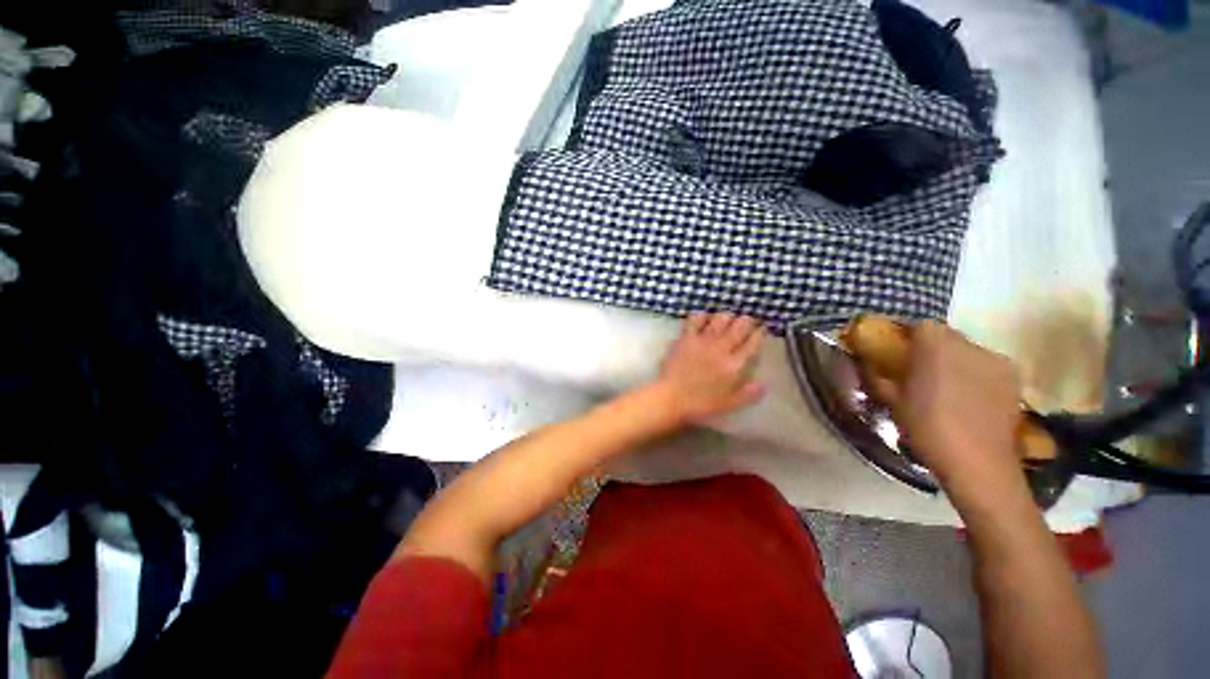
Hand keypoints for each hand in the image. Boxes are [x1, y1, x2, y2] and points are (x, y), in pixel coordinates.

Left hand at [655, 312, 766, 423]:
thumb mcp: (730, 404)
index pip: (753, 342)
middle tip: (746, 321)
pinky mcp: (686, 337)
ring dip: (727, 316)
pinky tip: (705, 318)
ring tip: (728, 318)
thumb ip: (749, 393)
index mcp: (735, 365)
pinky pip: (696, 319)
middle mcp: (722, 348)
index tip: (762, 328)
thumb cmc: (701, 404)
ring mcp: (703, 340)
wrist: (672, 397)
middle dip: (747, 320)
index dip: (760, 333)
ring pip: (721, 318)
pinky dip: (702, 315)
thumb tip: (765, 383)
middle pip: (740, 325)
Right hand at [867, 321, 1026, 498]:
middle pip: (947, 336)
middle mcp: (970, 345)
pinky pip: (988, 368)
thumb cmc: (927, 427)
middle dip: (932, 348)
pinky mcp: (1015, 380)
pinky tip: (969, 399)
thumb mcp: (891, 401)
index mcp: (936, 345)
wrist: (978, 463)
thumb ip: (877, 375)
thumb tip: (866, 362)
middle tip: (920, 371)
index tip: (899, 352)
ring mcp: (997, 361)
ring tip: (946, 387)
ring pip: (969, 352)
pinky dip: (976, 375)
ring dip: (956, 361)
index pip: (921, 325)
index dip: (908, 337)